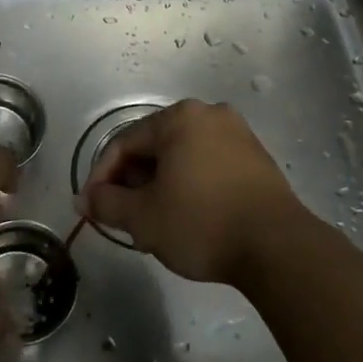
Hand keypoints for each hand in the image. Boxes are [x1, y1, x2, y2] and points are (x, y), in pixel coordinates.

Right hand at [81, 100, 309, 287]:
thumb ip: (107, 204)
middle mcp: (209, 114)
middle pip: (155, 146)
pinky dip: (189, 184)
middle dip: (132, 181)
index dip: (101, 177)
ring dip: (160, 185)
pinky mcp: (256, 158)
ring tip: (152, 221)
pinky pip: (208, 164)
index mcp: (179, 118)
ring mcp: (238, 134)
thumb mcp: (144, 218)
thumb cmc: (202, 223)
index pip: (124, 143)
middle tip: (121, 217)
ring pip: (182, 156)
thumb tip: (85, 199)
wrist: (277, 247)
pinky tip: (186, 215)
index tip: (91, 208)